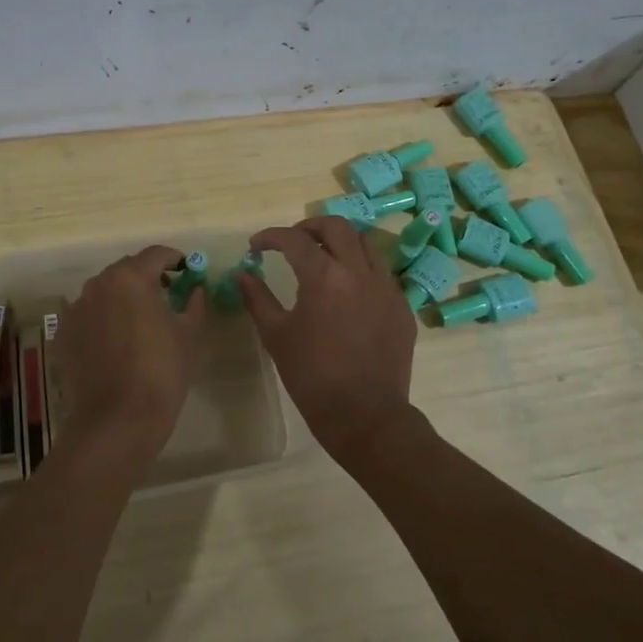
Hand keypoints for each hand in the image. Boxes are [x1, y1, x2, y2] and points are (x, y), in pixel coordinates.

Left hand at [56, 246, 208, 468]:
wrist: (117, 420)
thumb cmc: (161, 372)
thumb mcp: (190, 334)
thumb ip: (195, 302)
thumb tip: (196, 289)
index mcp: (130, 278)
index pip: (157, 254)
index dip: (176, 260)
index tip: (188, 272)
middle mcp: (98, 284)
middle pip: (128, 270)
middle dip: (148, 277)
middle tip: (168, 296)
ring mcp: (76, 309)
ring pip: (106, 292)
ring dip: (124, 298)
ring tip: (141, 321)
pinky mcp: (64, 334)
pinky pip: (89, 315)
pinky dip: (104, 319)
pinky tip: (117, 342)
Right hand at [236, 218, 417, 464]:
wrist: (365, 415)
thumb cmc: (312, 377)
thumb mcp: (276, 335)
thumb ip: (257, 298)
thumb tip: (240, 274)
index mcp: (324, 277)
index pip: (294, 239)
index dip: (271, 237)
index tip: (257, 246)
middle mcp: (359, 272)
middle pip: (337, 226)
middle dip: (310, 226)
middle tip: (292, 240)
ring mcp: (386, 287)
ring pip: (365, 244)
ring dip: (340, 242)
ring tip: (322, 257)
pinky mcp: (402, 306)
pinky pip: (381, 273)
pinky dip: (360, 269)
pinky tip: (347, 290)